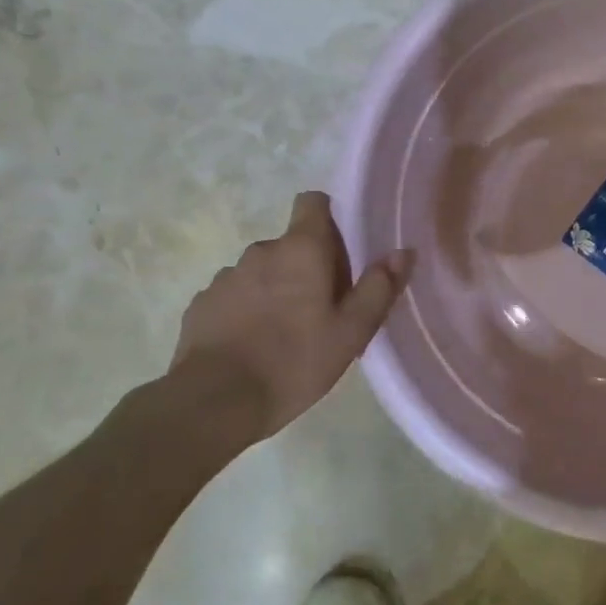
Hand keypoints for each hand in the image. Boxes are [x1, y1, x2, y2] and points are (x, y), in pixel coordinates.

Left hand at [159, 191, 412, 459]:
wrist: (212, 403)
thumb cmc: (294, 361)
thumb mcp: (351, 332)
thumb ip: (379, 287)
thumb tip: (404, 252)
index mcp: (301, 249)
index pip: (313, 202)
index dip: (328, 218)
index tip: (340, 251)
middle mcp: (261, 250)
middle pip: (292, 243)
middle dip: (307, 266)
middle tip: (322, 309)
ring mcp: (226, 277)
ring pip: (262, 271)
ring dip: (276, 289)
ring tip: (285, 333)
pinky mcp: (202, 304)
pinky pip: (234, 296)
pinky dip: (246, 310)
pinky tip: (252, 346)